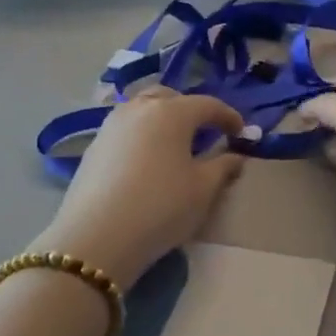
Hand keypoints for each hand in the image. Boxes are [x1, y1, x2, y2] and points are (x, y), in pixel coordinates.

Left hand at [32, 91, 245, 289]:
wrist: (97, 237)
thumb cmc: (161, 207)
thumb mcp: (203, 190)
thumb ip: (223, 167)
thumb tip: (236, 156)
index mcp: (172, 112)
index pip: (208, 105)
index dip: (228, 117)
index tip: (241, 133)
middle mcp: (140, 108)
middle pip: (171, 97)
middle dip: (191, 110)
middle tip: (205, 132)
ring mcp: (112, 124)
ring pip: (143, 108)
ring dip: (163, 118)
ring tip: (174, 144)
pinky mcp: (94, 145)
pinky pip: (126, 128)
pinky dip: (142, 134)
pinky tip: (147, 159)